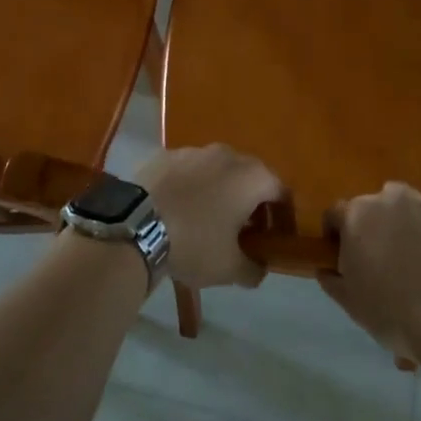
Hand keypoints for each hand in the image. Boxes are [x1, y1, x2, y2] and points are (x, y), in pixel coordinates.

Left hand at [137, 145, 287, 289]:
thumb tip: (258, 268)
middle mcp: (228, 154)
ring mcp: (195, 150)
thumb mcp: (230, 268)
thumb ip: (254, 269)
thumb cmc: (195, 243)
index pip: (281, 193)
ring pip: (218, 171)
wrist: (137, 226)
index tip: (274, 239)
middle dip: (252, 203)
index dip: (282, 217)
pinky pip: (190, 171)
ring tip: (209, 220)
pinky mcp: (166, 154)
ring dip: (221, 192)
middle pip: (250, 177)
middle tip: (244, 232)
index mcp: (252, 177)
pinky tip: (180, 210)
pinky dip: (192, 187)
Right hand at [319, 182, 420, 360]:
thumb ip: (331, 278)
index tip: (344, 258)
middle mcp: (390, 197)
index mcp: (357, 214)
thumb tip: (325, 267)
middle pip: (375, 207)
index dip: (337, 236)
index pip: (335, 214)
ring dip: (408, 226)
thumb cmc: (394, 314)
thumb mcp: (350, 303)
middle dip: (375, 228)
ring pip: (410, 209)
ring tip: (420, 261)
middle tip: (384, 261)